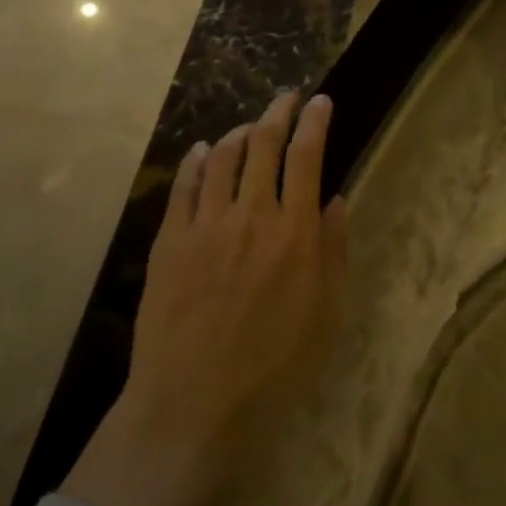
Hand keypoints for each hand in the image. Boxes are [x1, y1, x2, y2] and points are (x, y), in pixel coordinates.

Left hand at [61, 92, 346, 505]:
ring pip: (220, 157)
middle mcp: (250, 215)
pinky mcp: (170, 241)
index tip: (321, 102)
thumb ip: (333, 251)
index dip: (315, 122)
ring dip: (238, 132)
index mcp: (294, 233)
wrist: (194, 407)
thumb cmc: (274, 369)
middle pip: (262, 144)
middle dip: (278, 113)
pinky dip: (194, 160)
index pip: (306, 157)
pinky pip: (182, 185)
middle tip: (287, 98)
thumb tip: (335, 200)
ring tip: (249, 126)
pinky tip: (200, 151)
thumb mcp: (325, 316)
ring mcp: (205, 225)